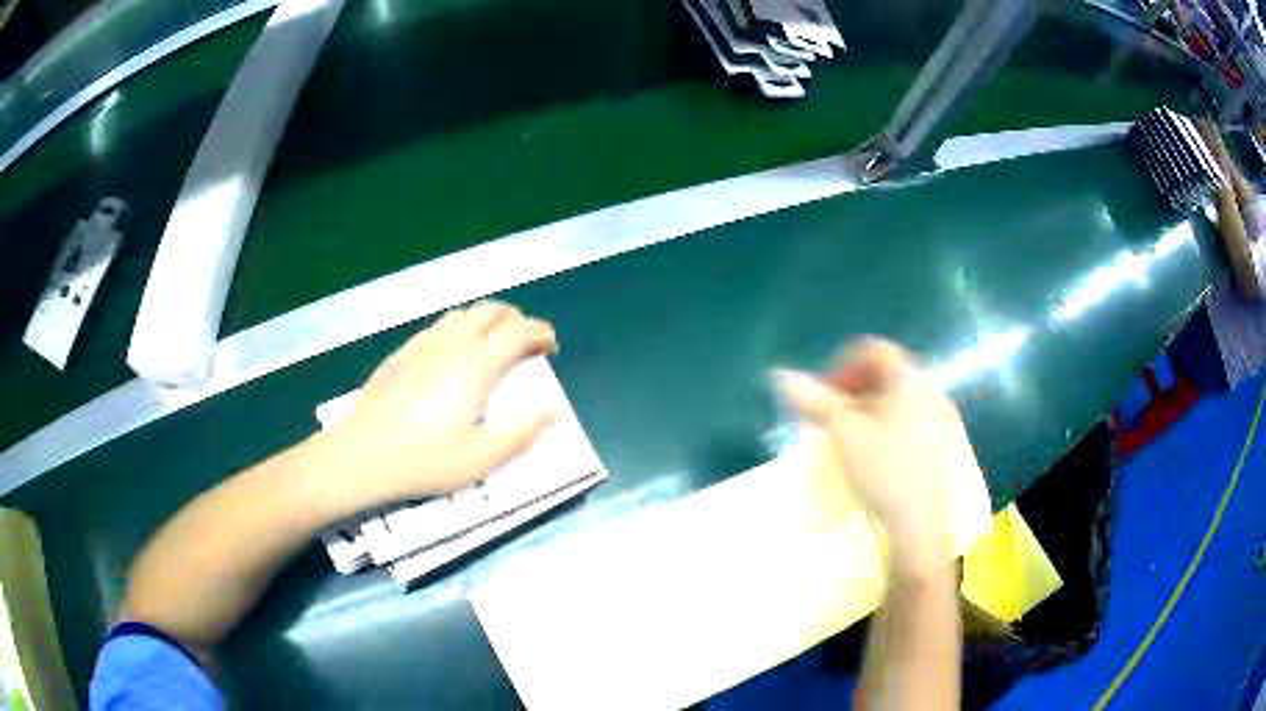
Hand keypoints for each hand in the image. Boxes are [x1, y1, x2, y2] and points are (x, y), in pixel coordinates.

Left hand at [320, 301, 558, 507]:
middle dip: (517, 319)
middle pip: (491, 311)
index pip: (518, 332)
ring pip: (463, 314)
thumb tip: (552, 410)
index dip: (541, 333)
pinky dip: (460, 329)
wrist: (363, 455)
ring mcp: (423, 345)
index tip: (551, 347)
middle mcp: (452, 344)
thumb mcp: (481, 459)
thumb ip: (522, 433)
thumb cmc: (425, 461)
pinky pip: (439, 327)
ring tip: (494, 345)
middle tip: (527, 344)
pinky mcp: (402, 353)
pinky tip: (454, 354)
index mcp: (476, 366)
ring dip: (488, 321)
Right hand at [772, 339, 977, 578]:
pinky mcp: (946, 447)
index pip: (875, 350)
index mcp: (911, 378)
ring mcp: (944, 420)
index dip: (843, 365)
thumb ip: (815, 401)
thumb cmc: (884, 469)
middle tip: (834, 419)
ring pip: (901, 402)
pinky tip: (878, 460)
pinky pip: (914, 423)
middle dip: (855, 392)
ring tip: (852, 442)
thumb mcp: (844, 432)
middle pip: (889, 376)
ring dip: (872, 412)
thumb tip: (780, 374)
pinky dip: (890, 430)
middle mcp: (932, 390)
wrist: (924, 523)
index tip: (825, 395)